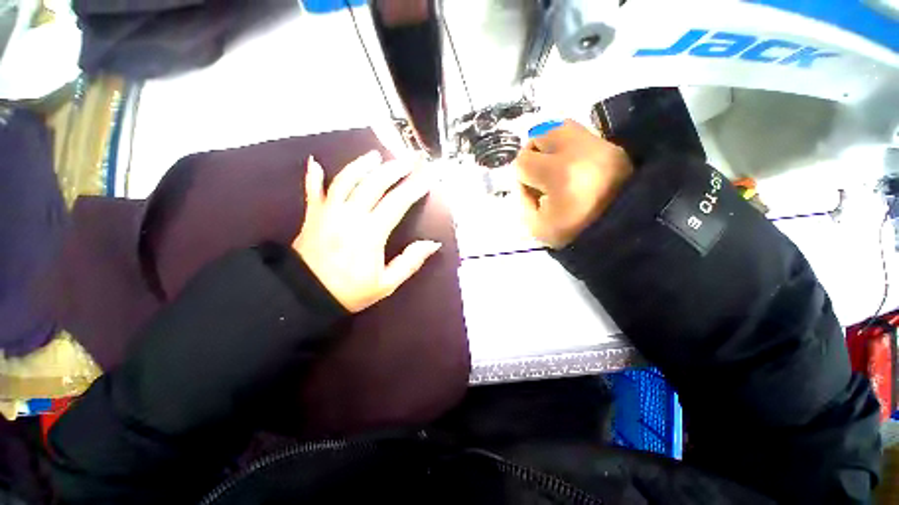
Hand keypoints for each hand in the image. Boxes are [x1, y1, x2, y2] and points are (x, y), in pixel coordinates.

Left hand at [293, 152, 440, 312]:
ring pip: (346, 180)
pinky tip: (315, 162)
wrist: (305, 296)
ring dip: (362, 165)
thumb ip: (410, 262)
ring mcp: (328, 212)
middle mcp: (350, 216)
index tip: (427, 177)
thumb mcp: (386, 284)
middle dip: (393, 169)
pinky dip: (313, 176)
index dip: (414, 188)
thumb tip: (433, 243)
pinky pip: (312, 190)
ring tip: (375, 155)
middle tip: (408, 160)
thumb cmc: (350, 292)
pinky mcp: (312, 215)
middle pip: (374, 184)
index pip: (397, 203)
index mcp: (370, 233)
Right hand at [515, 120, 633, 248]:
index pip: (523, 161)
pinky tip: (573, 166)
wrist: (622, 232)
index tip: (533, 193)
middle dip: (533, 154)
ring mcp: (598, 145)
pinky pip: (581, 136)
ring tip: (553, 164)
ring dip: (550, 145)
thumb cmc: (575, 233)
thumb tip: (525, 182)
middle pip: (540, 134)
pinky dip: (570, 148)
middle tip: (538, 172)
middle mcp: (578, 151)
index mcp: (558, 174)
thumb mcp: (536, 226)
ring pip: (561, 126)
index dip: (521, 178)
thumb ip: (523, 200)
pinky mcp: (613, 147)